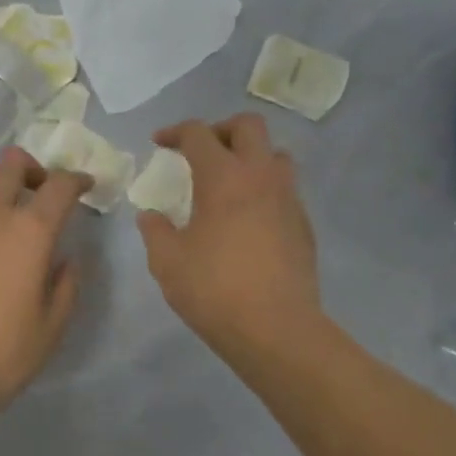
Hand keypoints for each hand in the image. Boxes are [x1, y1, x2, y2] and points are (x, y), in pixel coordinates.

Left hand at [0, 148, 90, 451]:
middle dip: (32, 170)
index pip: (59, 185)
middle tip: (40, 194)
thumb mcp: (51, 327)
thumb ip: (66, 284)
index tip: (85, 186)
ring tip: (3, 219)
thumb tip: (64, 259)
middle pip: (9, 164)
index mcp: (27, 232)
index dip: (77, 180)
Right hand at [137, 114, 322, 361]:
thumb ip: (155, 231)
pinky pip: (286, 190)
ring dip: (251, 157)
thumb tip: (151, 215)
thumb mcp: (168, 262)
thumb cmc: (214, 290)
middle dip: (221, 129)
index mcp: (223, 177)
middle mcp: (261, 176)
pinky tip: (249, 220)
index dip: (175, 132)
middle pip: (248, 126)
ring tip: (230, 182)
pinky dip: (265, 190)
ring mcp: (288, 199)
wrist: (276, 328)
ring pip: (276, 155)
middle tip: (202, 151)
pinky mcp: (304, 224)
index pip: (199, 134)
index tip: (160, 143)